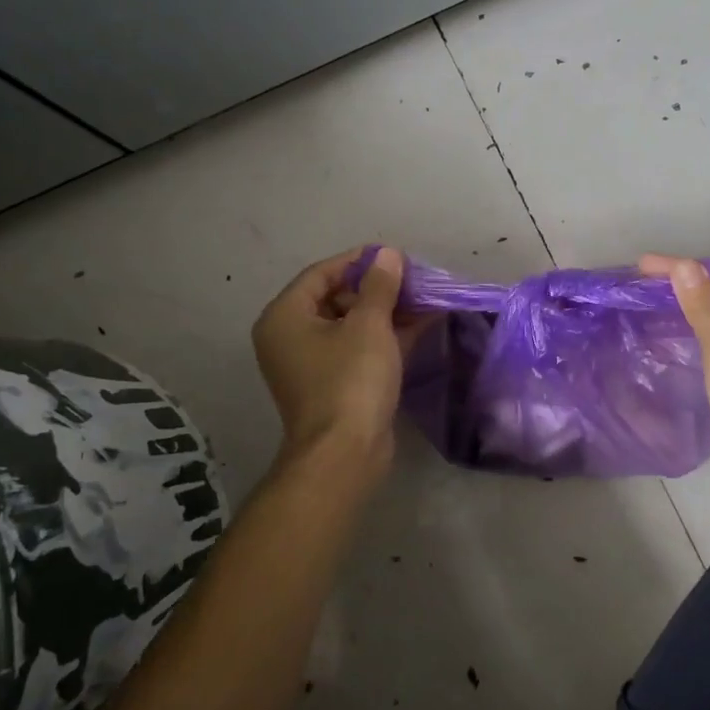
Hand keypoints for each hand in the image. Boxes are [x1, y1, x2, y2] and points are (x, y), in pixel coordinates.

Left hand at [252, 246, 418, 482]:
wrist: (346, 454)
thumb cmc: (351, 380)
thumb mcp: (369, 324)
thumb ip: (379, 285)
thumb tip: (387, 255)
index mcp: (285, 317)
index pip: (321, 273)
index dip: (359, 261)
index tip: (394, 257)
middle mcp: (291, 337)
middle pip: (335, 298)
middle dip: (377, 288)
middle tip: (413, 280)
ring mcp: (312, 364)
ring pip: (351, 325)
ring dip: (386, 312)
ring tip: (424, 299)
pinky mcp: (334, 385)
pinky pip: (359, 349)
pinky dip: (386, 337)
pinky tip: (422, 325)